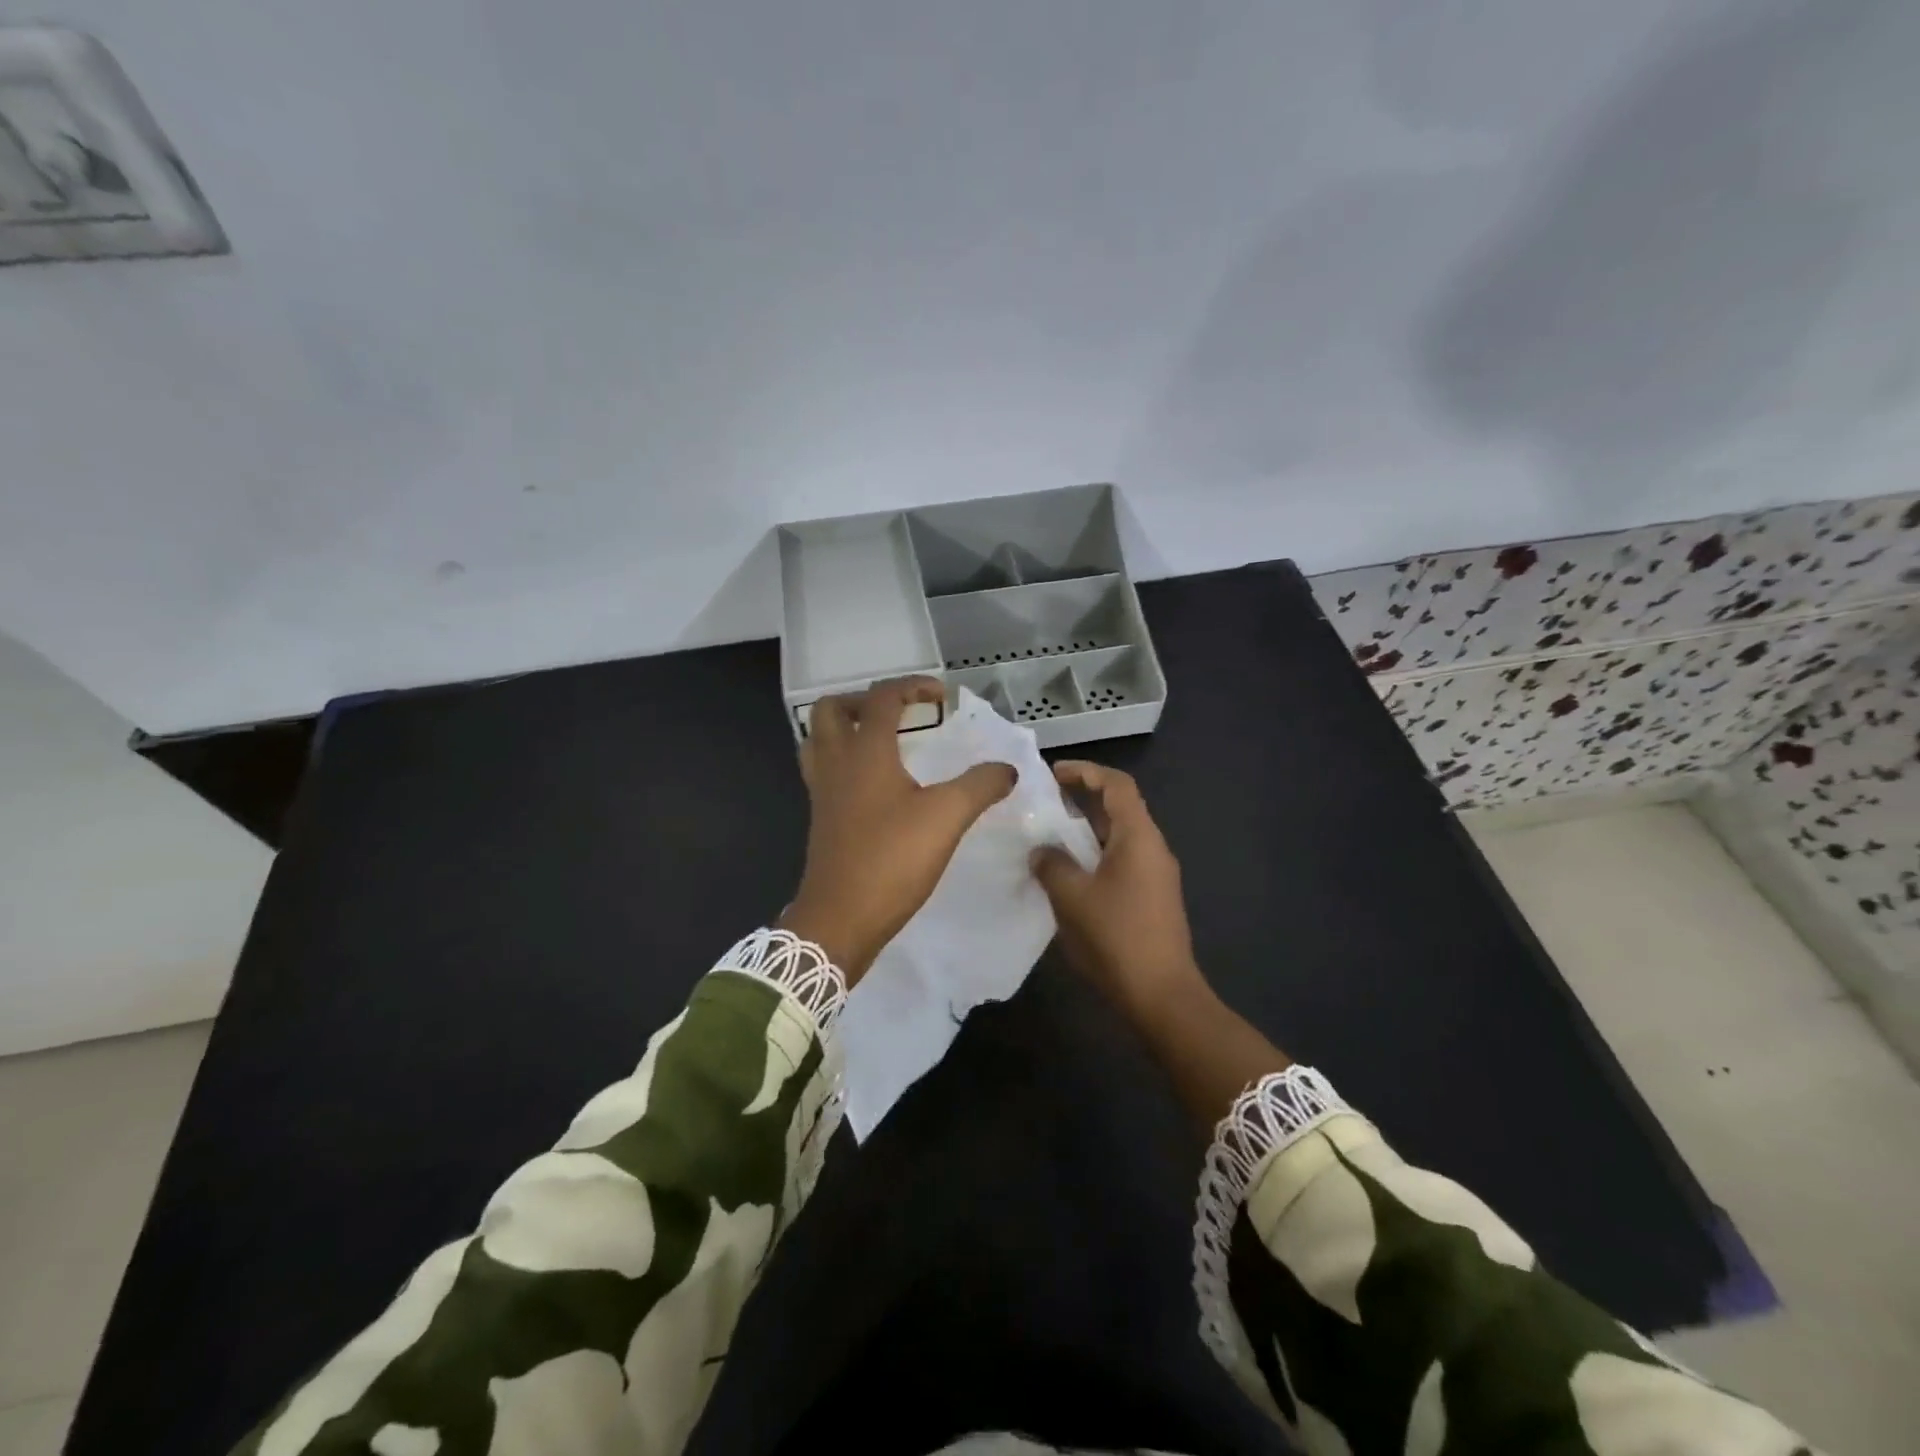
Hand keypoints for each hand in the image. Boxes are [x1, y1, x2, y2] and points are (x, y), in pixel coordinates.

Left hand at [780, 677, 1014, 982]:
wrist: (840, 919)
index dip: (912, 686)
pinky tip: (875, 784)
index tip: (941, 695)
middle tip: (900, 713)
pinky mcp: (821, 819)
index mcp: (864, 752)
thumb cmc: (891, 860)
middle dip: (865, 700)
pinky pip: (823, 771)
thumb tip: (1006, 769)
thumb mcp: (947, 818)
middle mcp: (836, 763)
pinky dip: (844, 761)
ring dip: (847, 728)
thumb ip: (980, 786)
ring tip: (882, 740)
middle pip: (833, 710)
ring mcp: (822, 792)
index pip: (881, 698)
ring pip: (820, 740)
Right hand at [1033, 762, 1290, 1128]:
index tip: (1052, 774)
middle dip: (1082, 800)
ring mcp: (1155, 875)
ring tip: (1048, 838)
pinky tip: (1067, 875)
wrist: (1161, 996)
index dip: (1086, 771)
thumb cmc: (1116, 937)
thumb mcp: (1072, 896)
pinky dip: (1094, 857)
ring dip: (1085, 832)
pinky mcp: (1152, 899)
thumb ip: (1051, 864)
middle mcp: (1152, 848)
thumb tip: (1042, 851)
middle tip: (1043, 804)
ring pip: (1118, 838)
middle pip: (1119, 808)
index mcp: (1138, 837)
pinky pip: (1120, 862)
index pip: (1117, 785)